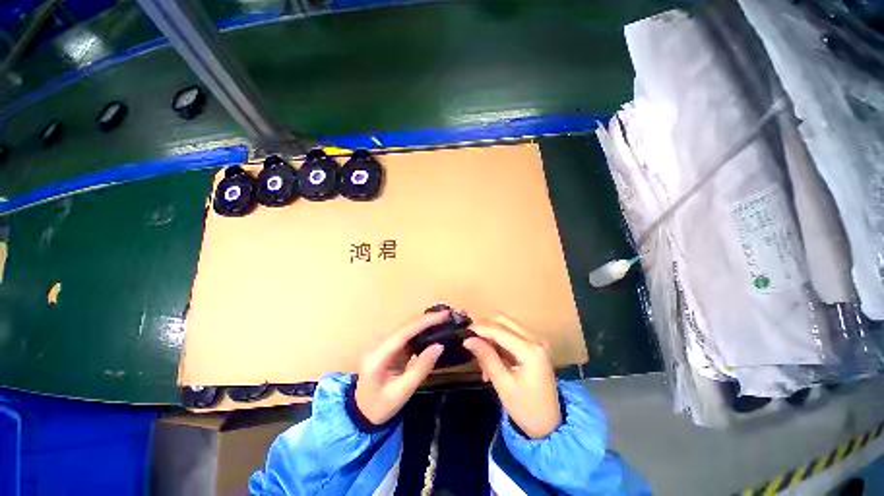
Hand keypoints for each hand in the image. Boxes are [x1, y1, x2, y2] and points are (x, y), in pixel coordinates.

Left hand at [354, 311, 446, 424]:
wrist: (362, 415)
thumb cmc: (380, 407)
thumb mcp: (402, 392)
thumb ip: (420, 368)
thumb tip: (440, 346)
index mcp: (378, 356)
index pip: (404, 333)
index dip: (424, 322)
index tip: (443, 315)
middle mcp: (379, 345)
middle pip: (405, 327)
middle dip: (427, 320)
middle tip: (447, 315)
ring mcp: (384, 346)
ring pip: (407, 329)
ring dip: (425, 324)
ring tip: (443, 320)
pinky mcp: (390, 349)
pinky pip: (408, 337)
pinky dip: (421, 333)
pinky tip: (433, 331)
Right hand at [463, 316, 560, 438]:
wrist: (550, 426)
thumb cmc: (526, 409)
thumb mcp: (503, 384)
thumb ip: (486, 357)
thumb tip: (468, 339)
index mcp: (530, 350)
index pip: (499, 330)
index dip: (480, 329)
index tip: (463, 333)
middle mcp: (535, 339)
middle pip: (503, 321)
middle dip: (486, 330)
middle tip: (473, 346)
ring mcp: (536, 342)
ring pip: (506, 326)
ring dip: (492, 337)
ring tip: (483, 361)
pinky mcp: (534, 346)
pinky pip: (512, 335)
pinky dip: (499, 342)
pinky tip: (492, 360)